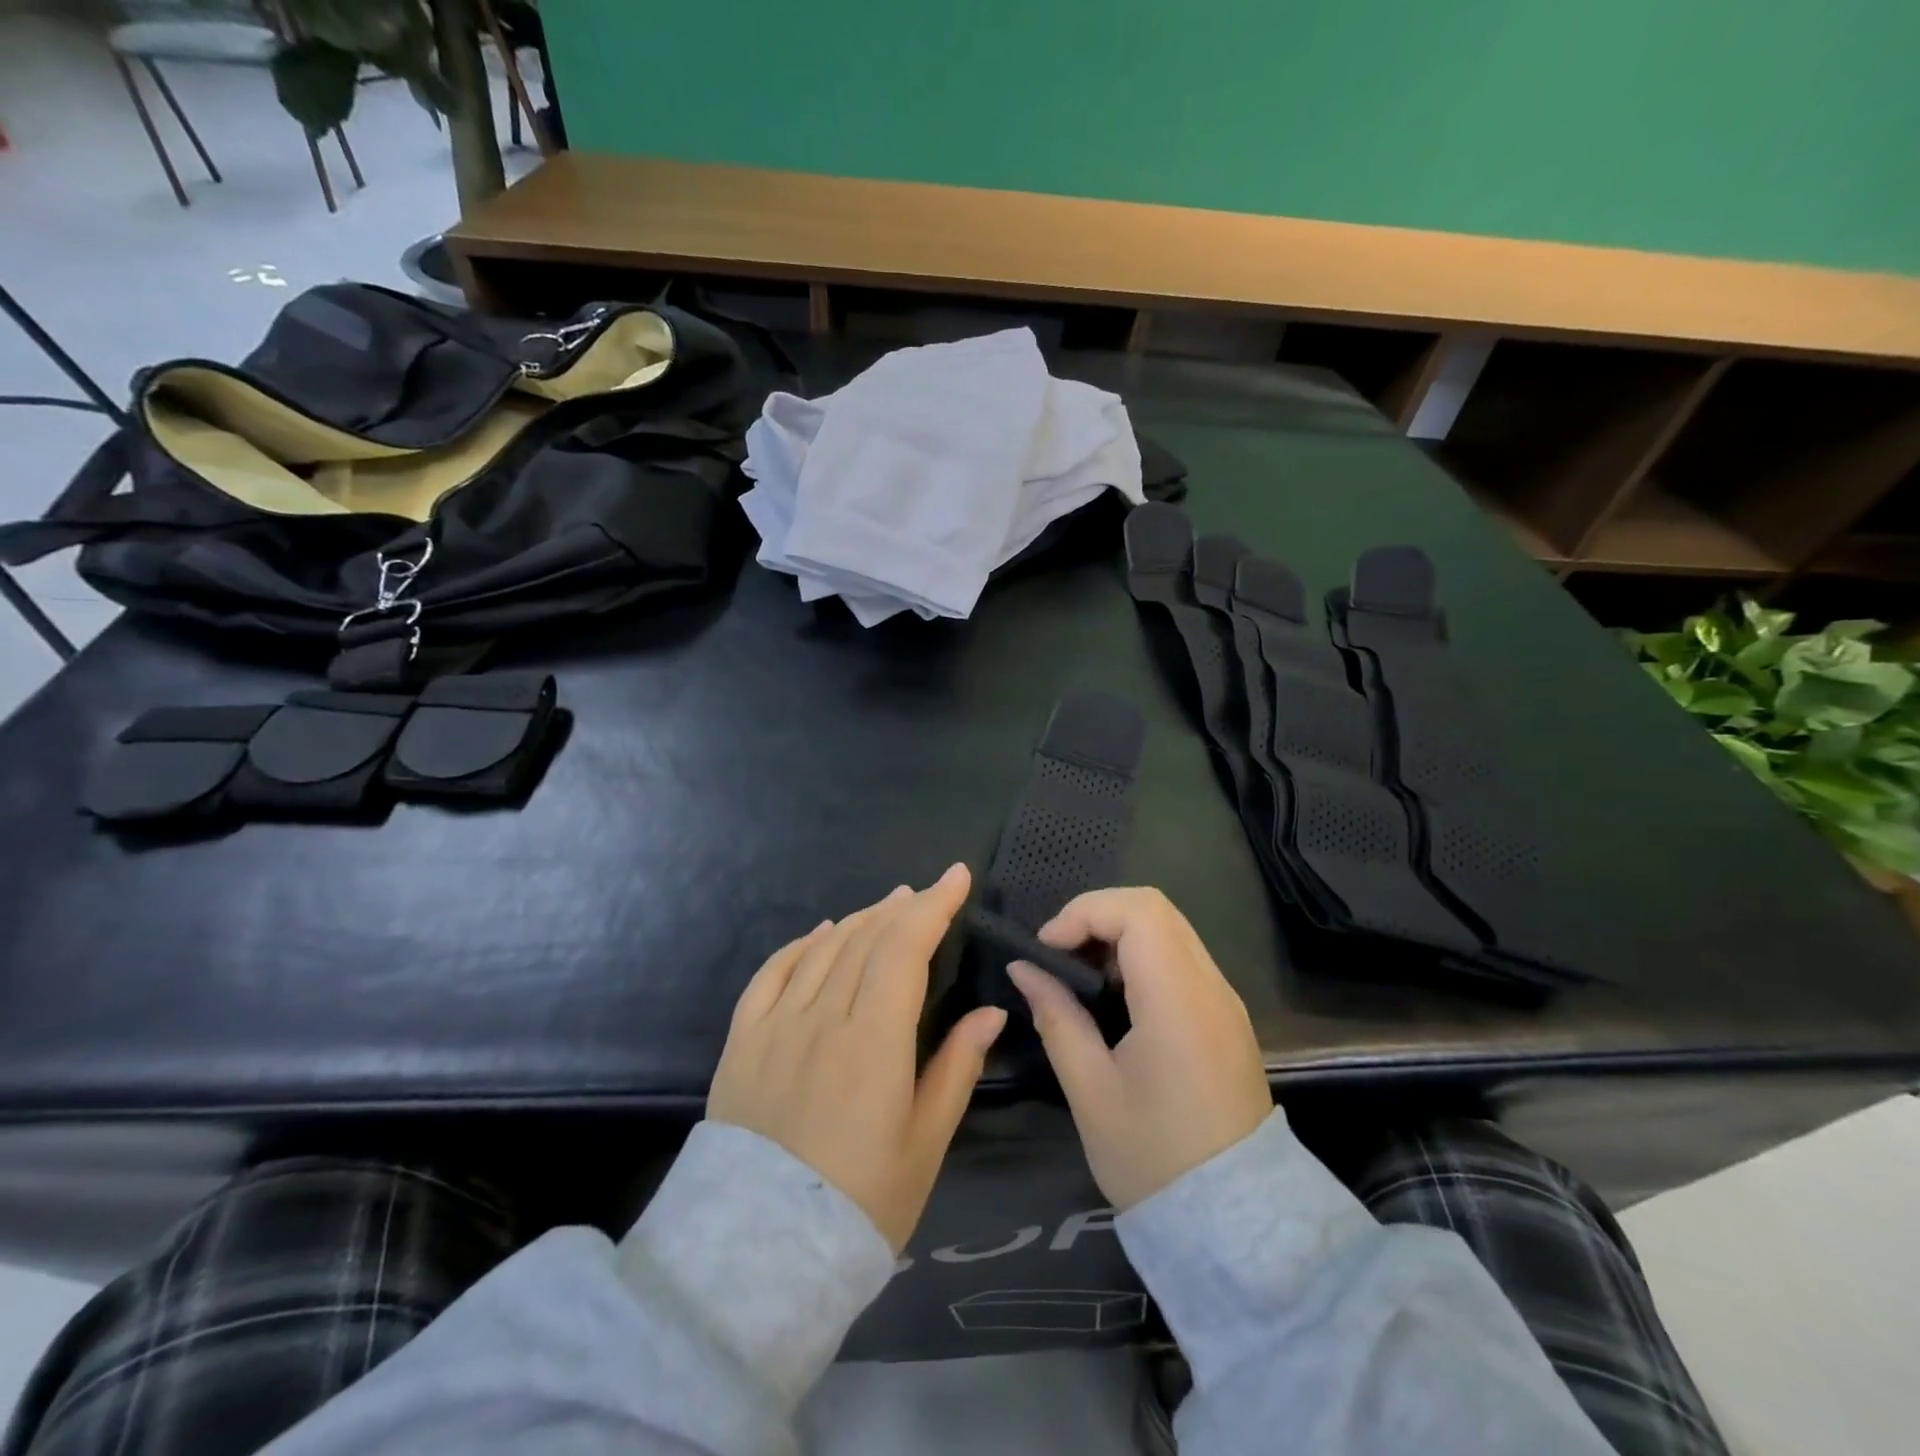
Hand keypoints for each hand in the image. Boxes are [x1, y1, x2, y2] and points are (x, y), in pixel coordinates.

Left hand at [708, 864, 1006, 1251]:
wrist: (757, 1257)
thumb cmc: (859, 1202)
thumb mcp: (924, 1144)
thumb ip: (957, 1068)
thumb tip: (990, 1012)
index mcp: (874, 1041)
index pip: (905, 948)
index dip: (934, 906)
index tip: (956, 877)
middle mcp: (822, 1017)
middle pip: (866, 939)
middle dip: (902, 908)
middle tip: (926, 894)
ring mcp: (776, 1025)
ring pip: (823, 949)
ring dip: (860, 919)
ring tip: (887, 906)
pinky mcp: (742, 1041)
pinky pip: (772, 973)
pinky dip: (801, 945)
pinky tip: (820, 934)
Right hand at [1008, 887, 1269, 1210]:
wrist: (1237, 1225)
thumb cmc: (1155, 1159)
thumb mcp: (1091, 1091)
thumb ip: (1056, 1017)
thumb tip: (1023, 970)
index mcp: (1178, 1001)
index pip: (1138, 911)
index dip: (1084, 913)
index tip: (1047, 949)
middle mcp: (1210, 986)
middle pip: (1155, 908)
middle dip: (1097, 916)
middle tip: (1059, 956)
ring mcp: (1224, 1000)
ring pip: (1170, 929)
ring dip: (1119, 935)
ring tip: (1080, 976)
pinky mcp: (1226, 1017)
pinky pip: (1181, 959)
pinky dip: (1141, 957)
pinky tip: (1115, 998)